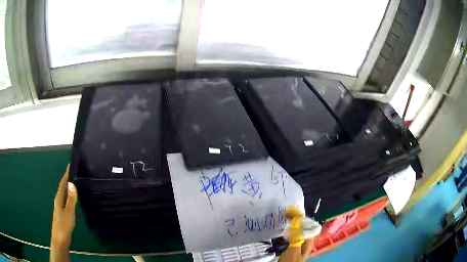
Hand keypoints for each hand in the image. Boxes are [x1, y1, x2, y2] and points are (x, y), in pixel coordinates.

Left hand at [51, 165, 77, 247]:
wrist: (60, 240)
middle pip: (62, 187)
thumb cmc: (63, 226)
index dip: (66, 174)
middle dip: (67, 179)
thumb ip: (70, 199)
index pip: (62, 183)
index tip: (70, 165)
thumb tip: (72, 183)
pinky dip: (69, 195)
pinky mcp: (62, 213)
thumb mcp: (68, 213)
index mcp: (59, 198)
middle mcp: (58, 200)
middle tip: (75, 172)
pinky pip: (66, 199)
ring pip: (64, 193)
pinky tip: (73, 198)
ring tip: (75, 182)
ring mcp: (60, 207)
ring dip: (68, 187)